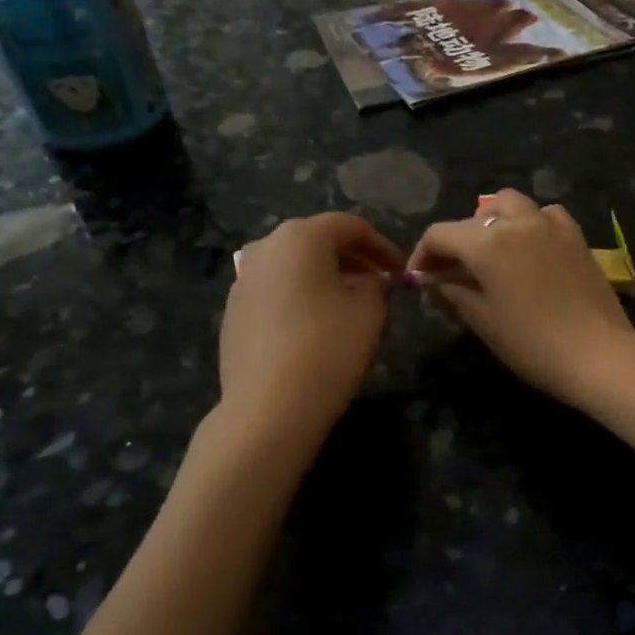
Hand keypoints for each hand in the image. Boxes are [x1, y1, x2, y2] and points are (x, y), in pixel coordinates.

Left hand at [220, 214, 405, 441]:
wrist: (269, 408)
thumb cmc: (328, 348)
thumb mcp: (370, 310)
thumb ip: (376, 284)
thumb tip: (368, 281)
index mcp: (300, 237)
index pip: (350, 227)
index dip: (383, 246)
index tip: (402, 272)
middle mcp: (264, 248)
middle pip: (317, 242)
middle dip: (353, 260)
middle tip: (379, 285)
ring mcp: (243, 281)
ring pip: (294, 268)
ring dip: (326, 279)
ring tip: (350, 307)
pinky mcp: (233, 313)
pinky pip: (276, 293)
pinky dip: (301, 299)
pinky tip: (317, 328)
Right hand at [407, 190, 634, 403]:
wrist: (597, 354)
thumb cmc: (532, 344)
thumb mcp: (483, 321)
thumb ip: (452, 293)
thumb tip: (431, 281)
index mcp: (487, 242)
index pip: (440, 234)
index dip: (422, 255)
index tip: (419, 280)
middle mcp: (517, 222)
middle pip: (473, 217)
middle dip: (456, 241)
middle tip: (451, 272)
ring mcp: (551, 225)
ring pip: (510, 204)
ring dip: (492, 221)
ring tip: (490, 251)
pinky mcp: (576, 236)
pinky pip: (545, 215)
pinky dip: (530, 223)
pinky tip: (530, 248)